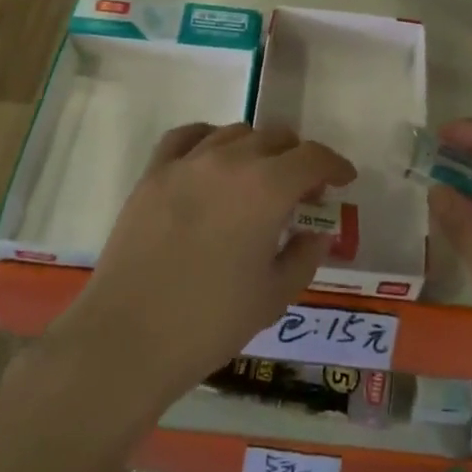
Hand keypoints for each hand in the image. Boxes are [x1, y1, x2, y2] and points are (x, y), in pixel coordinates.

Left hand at [52, 123, 355, 417]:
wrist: (128, 338)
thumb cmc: (210, 322)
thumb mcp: (274, 296)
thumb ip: (305, 255)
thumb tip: (316, 232)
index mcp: (267, 189)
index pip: (313, 158)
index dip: (335, 165)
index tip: (343, 180)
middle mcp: (231, 161)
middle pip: (276, 138)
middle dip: (298, 158)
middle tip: (301, 191)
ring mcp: (188, 163)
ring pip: (235, 132)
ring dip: (258, 149)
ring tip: (257, 178)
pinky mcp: (154, 173)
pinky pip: (187, 136)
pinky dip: (209, 139)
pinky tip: (212, 159)